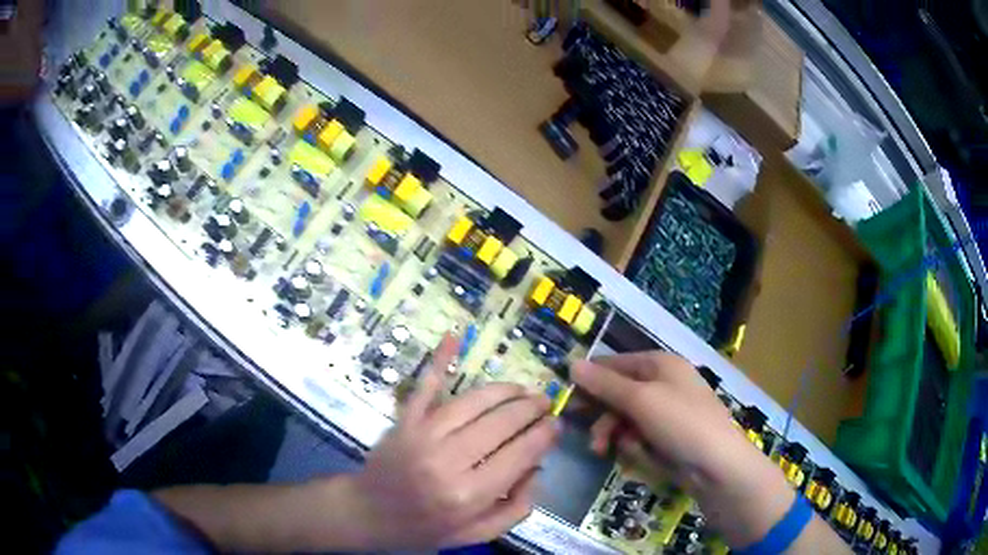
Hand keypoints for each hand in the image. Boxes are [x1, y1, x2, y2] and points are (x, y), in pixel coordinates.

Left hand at [342, 334, 559, 548]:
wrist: (367, 514)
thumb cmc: (423, 529)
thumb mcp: (475, 535)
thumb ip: (514, 509)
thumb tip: (536, 469)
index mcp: (469, 495)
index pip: (520, 454)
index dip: (544, 435)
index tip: (557, 424)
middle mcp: (448, 461)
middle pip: (502, 423)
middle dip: (531, 408)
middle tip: (546, 402)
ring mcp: (423, 435)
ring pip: (474, 402)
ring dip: (505, 391)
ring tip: (523, 390)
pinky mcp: (405, 421)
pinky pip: (425, 386)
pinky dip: (439, 360)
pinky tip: (453, 337)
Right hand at [571, 352, 795, 547]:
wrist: (717, 465)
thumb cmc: (680, 423)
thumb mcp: (640, 399)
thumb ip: (604, 384)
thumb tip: (572, 364)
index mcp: (660, 364)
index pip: (614, 364)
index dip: (590, 380)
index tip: (567, 401)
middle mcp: (664, 383)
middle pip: (618, 394)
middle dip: (603, 416)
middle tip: (590, 436)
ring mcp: (668, 411)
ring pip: (626, 419)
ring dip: (615, 434)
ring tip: (607, 450)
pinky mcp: (669, 436)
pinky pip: (639, 436)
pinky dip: (634, 446)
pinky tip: (639, 455)